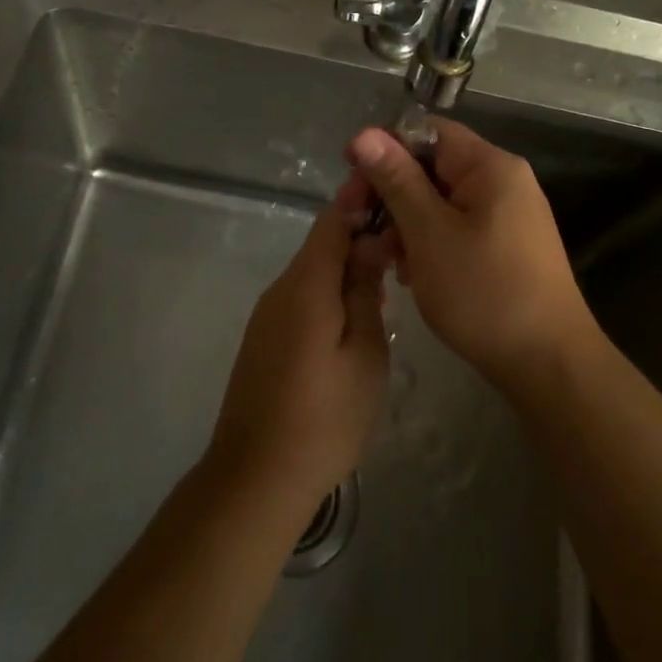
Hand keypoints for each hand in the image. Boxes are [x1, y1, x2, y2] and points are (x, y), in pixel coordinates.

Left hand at [207, 173, 391, 513]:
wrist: (256, 476)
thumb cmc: (324, 416)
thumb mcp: (364, 351)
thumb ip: (365, 290)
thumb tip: (369, 241)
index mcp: (306, 283)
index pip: (333, 220)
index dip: (360, 197)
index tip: (392, 185)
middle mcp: (281, 288)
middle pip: (322, 243)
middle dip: (361, 233)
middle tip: (405, 240)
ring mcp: (268, 314)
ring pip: (314, 272)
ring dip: (348, 265)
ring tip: (391, 275)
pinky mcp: (265, 338)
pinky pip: (304, 296)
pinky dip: (332, 291)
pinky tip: (359, 313)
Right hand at [347, 118, 596, 392]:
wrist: (548, 364)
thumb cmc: (484, 292)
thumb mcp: (429, 233)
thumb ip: (396, 180)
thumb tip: (363, 133)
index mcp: (490, 166)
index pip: (428, 132)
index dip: (385, 147)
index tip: (350, 175)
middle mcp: (503, 182)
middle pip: (433, 167)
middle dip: (393, 193)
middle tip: (361, 227)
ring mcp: (507, 215)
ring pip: (441, 201)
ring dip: (407, 223)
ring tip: (386, 259)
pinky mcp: (505, 246)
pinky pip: (456, 227)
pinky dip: (429, 242)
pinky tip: (411, 273)